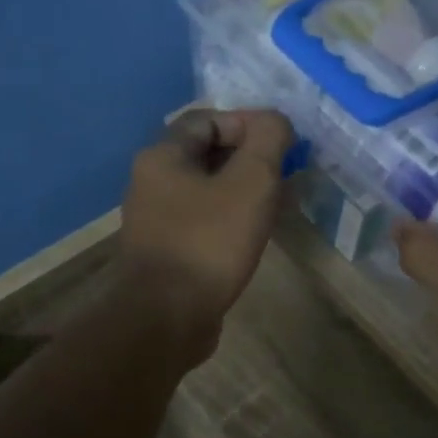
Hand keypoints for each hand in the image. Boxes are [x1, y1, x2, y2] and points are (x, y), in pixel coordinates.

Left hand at [117, 108, 293, 360]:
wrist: (167, 318)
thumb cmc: (209, 243)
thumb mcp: (250, 182)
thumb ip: (268, 141)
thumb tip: (276, 121)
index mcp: (163, 156)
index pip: (208, 119)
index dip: (248, 124)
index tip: (282, 145)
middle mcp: (152, 183)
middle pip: (206, 155)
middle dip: (249, 159)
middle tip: (285, 175)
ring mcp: (156, 221)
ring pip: (207, 191)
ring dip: (243, 192)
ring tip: (277, 205)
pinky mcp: (167, 253)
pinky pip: (203, 223)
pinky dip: (230, 221)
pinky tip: (254, 236)